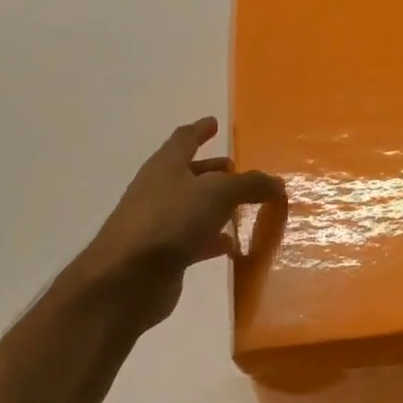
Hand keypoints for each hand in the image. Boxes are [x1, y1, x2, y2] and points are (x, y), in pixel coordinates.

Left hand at [65, 117, 284, 330]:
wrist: (126, 280)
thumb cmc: (170, 221)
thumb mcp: (218, 193)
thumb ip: (250, 185)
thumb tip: (276, 183)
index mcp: (166, 166)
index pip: (184, 139)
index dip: (200, 130)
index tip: (214, 123)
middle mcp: (160, 190)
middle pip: (189, 174)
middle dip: (212, 170)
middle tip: (236, 169)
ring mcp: (159, 224)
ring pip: (193, 208)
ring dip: (216, 206)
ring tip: (244, 208)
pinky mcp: (164, 255)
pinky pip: (195, 240)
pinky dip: (214, 239)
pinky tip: (233, 245)